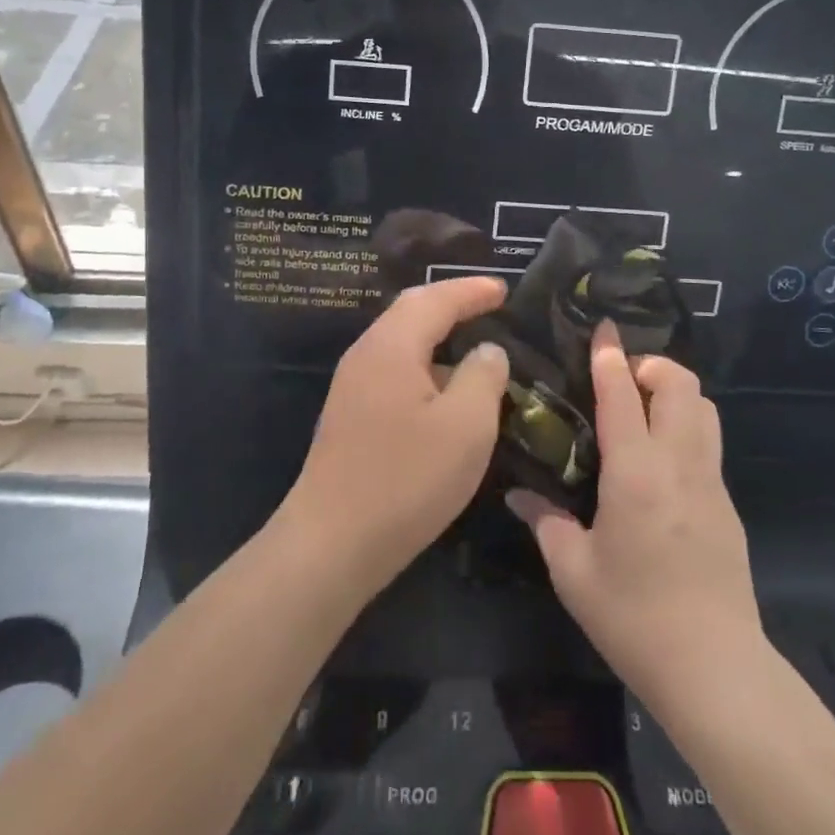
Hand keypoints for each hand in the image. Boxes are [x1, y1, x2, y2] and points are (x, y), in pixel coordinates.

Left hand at [281, 276, 509, 596]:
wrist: (330, 545)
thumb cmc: (405, 479)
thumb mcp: (465, 426)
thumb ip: (483, 376)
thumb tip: (487, 350)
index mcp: (392, 346)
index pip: (435, 299)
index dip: (471, 290)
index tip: (504, 289)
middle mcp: (366, 355)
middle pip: (411, 312)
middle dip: (450, 303)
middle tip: (488, 304)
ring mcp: (352, 387)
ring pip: (401, 343)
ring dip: (437, 337)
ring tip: (473, 347)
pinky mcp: (350, 417)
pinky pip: (394, 371)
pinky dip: (425, 367)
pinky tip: (444, 393)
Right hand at [507, 324, 761, 715]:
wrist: (715, 669)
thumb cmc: (634, 617)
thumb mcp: (574, 572)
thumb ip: (545, 521)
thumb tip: (517, 493)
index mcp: (636, 472)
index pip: (623, 393)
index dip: (610, 354)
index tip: (602, 327)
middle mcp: (679, 462)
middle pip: (681, 383)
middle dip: (652, 365)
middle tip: (621, 382)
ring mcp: (711, 481)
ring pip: (705, 407)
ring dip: (675, 393)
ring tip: (642, 413)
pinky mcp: (727, 504)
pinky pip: (709, 442)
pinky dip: (686, 426)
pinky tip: (659, 462)